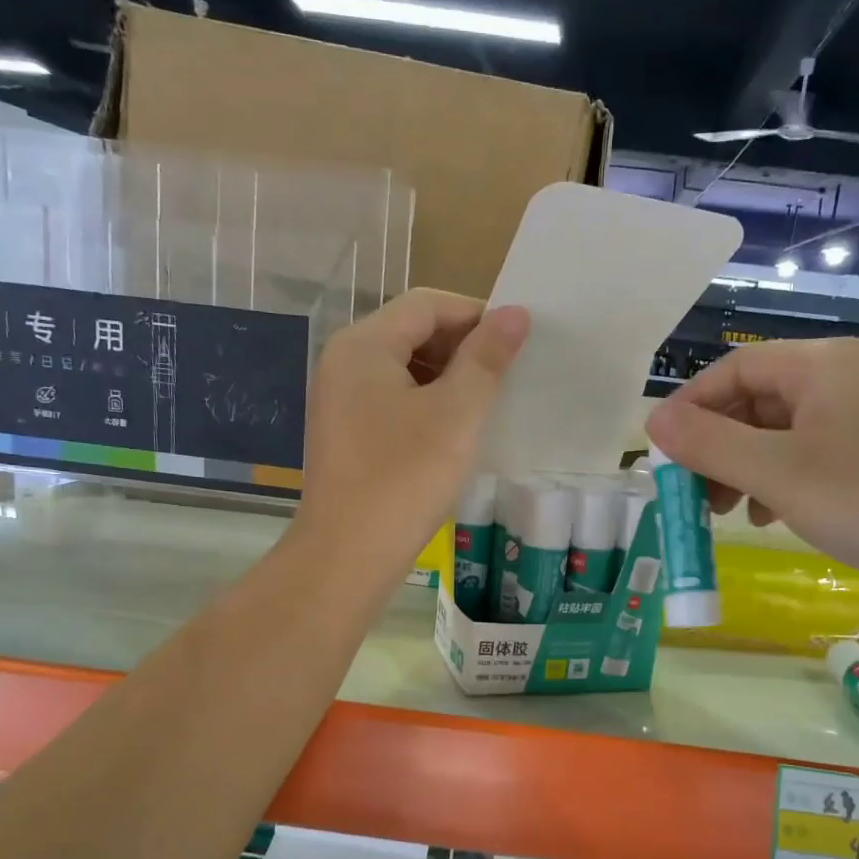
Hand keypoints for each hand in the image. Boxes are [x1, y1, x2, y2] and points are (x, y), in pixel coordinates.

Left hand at [295, 289, 528, 589]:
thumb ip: (486, 358)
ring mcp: (340, 399)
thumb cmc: (405, 477)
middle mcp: (343, 361)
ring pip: (404, 368)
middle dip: (462, 348)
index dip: (477, 316)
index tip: (518, 344)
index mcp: (364, 344)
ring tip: (486, 405)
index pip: (428, 304)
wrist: (348, 554)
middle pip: (413, 332)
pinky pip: (393, 399)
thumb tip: (515, 313)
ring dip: (448, 378)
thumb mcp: (456, 413)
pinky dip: (427, 404)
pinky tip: (454, 432)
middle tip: (506, 378)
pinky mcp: (346, 432)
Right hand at [643, 338, 858, 617]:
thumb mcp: (777, 472)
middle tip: (690, 491)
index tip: (660, 452)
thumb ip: (709, 444)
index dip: (690, 407)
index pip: (734, 369)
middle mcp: (845, 380)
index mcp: (822, 365)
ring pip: (782, 434)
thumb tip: (651, 420)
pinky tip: (769, 517)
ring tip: (724, 513)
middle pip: (756, 401)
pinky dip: (779, 483)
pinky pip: (811, 459)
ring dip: (743, 469)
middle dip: (716, 446)